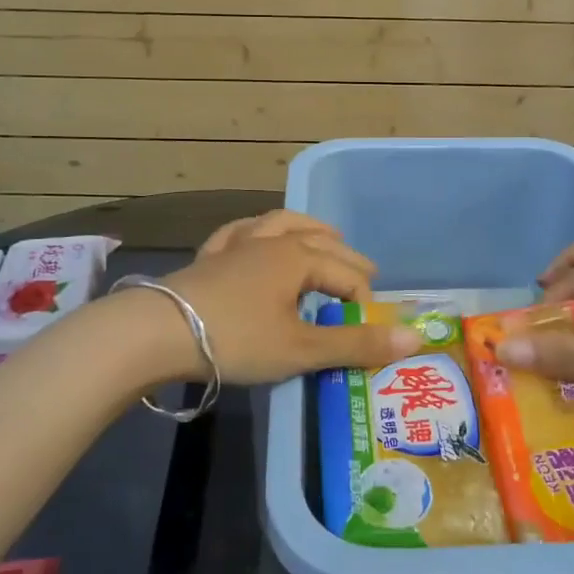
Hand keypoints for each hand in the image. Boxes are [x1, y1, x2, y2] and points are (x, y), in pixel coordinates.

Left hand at [162, 211, 421, 384]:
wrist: (157, 333)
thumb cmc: (236, 339)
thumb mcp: (302, 349)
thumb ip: (357, 344)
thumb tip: (416, 337)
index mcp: (298, 256)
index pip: (347, 273)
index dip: (364, 300)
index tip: (370, 327)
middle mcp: (271, 240)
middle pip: (320, 240)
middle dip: (345, 258)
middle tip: (363, 277)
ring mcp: (236, 244)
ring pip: (281, 224)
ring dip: (307, 229)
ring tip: (323, 236)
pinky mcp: (208, 256)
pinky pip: (240, 233)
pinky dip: (258, 232)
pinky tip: (255, 236)